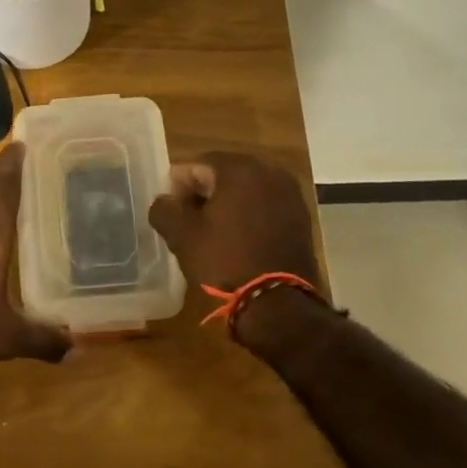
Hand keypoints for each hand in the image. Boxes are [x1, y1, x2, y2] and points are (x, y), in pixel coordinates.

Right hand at [147, 151, 322, 294]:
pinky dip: (249, 216)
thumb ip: (164, 209)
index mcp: (239, 168)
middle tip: (189, 221)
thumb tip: (165, 201)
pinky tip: (238, 239)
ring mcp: (290, 194)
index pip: (198, 164)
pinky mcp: (301, 217)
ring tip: (213, 232)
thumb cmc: (225, 261)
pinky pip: (266, 206)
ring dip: (228, 205)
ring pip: (247, 190)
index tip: (171, 211)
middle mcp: (269, 171)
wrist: (278, 303)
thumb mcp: (182, 236)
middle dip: (204, 193)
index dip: (179, 186)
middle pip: (225, 174)